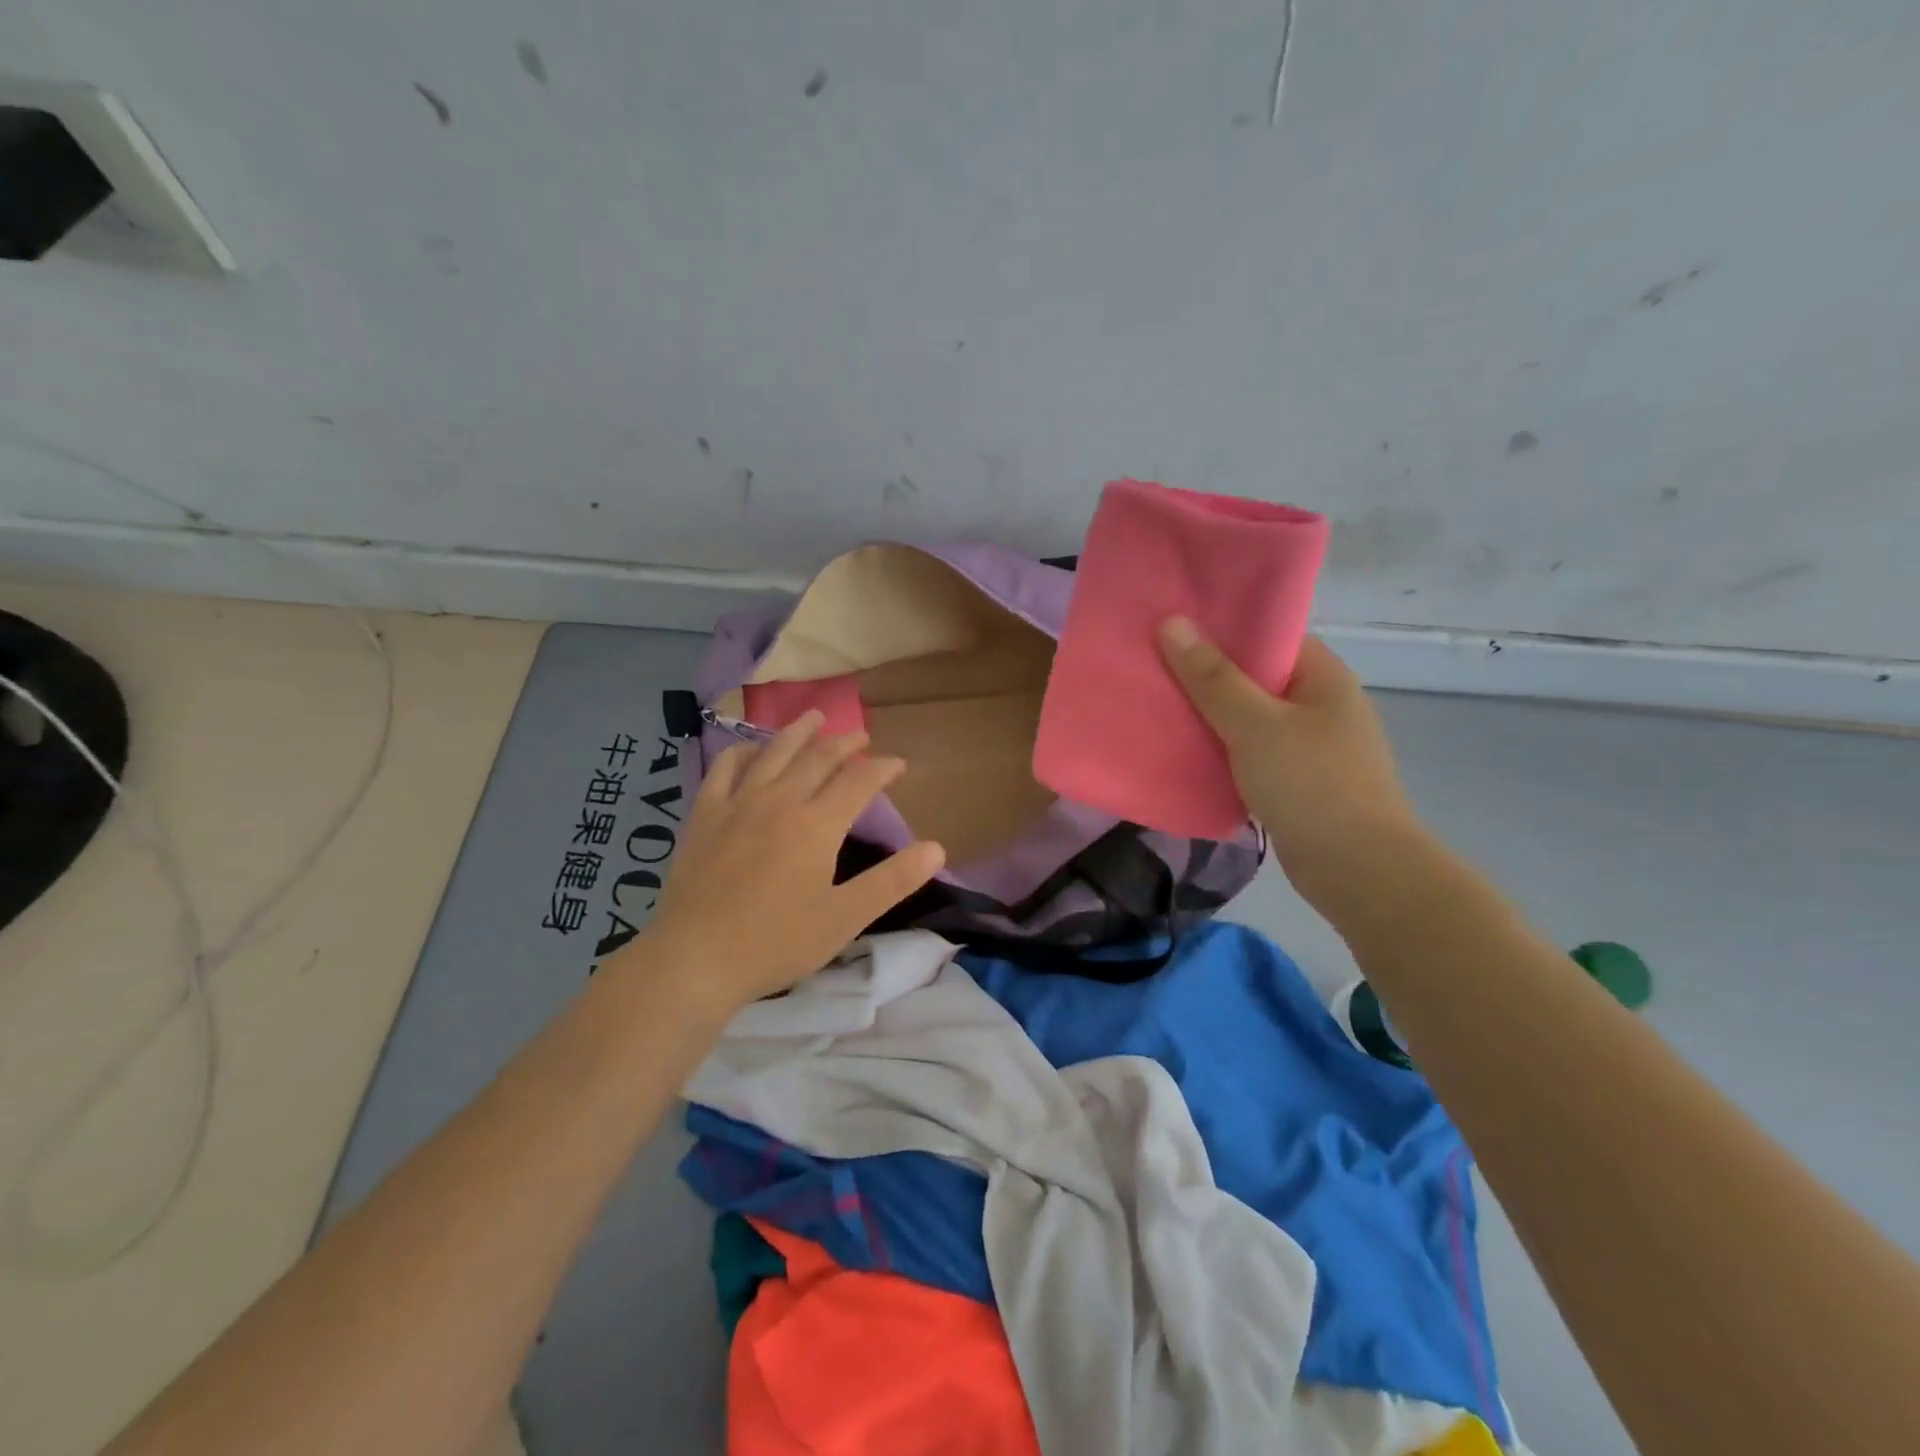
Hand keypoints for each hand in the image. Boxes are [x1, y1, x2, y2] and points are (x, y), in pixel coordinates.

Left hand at [633, 711, 944, 1013]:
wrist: (695, 958)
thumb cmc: (776, 942)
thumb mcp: (845, 918)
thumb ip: (892, 881)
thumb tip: (937, 848)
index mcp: (817, 825)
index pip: (859, 781)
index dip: (883, 768)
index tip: (899, 764)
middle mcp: (780, 801)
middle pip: (818, 758)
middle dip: (845, 743)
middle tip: (861, 736)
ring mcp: (737, 803)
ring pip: (773, 752)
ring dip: (799, 731)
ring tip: (814, 716)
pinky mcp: (705, 815)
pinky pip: (725, 767)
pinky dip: (744, 750)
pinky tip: (752, 748)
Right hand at [1159, 619, 1426, 923]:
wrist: (1358, 870)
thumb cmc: (1310, 784)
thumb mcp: (1254, 725)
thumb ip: (1211, 677)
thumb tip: (1172, 621)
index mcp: (1322, 676)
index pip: (1268, 636)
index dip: (1222, 629)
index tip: (1173, 629)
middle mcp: (1321, 704)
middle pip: (1255, 677)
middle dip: (1207, 676)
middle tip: (1153, 668)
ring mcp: (1312, 745)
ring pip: (1250, 719)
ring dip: (1211, 718)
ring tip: (1159, 708)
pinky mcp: (1299, 781)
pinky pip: (1252, 753)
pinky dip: (1223, 752)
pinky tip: (1185, 753)